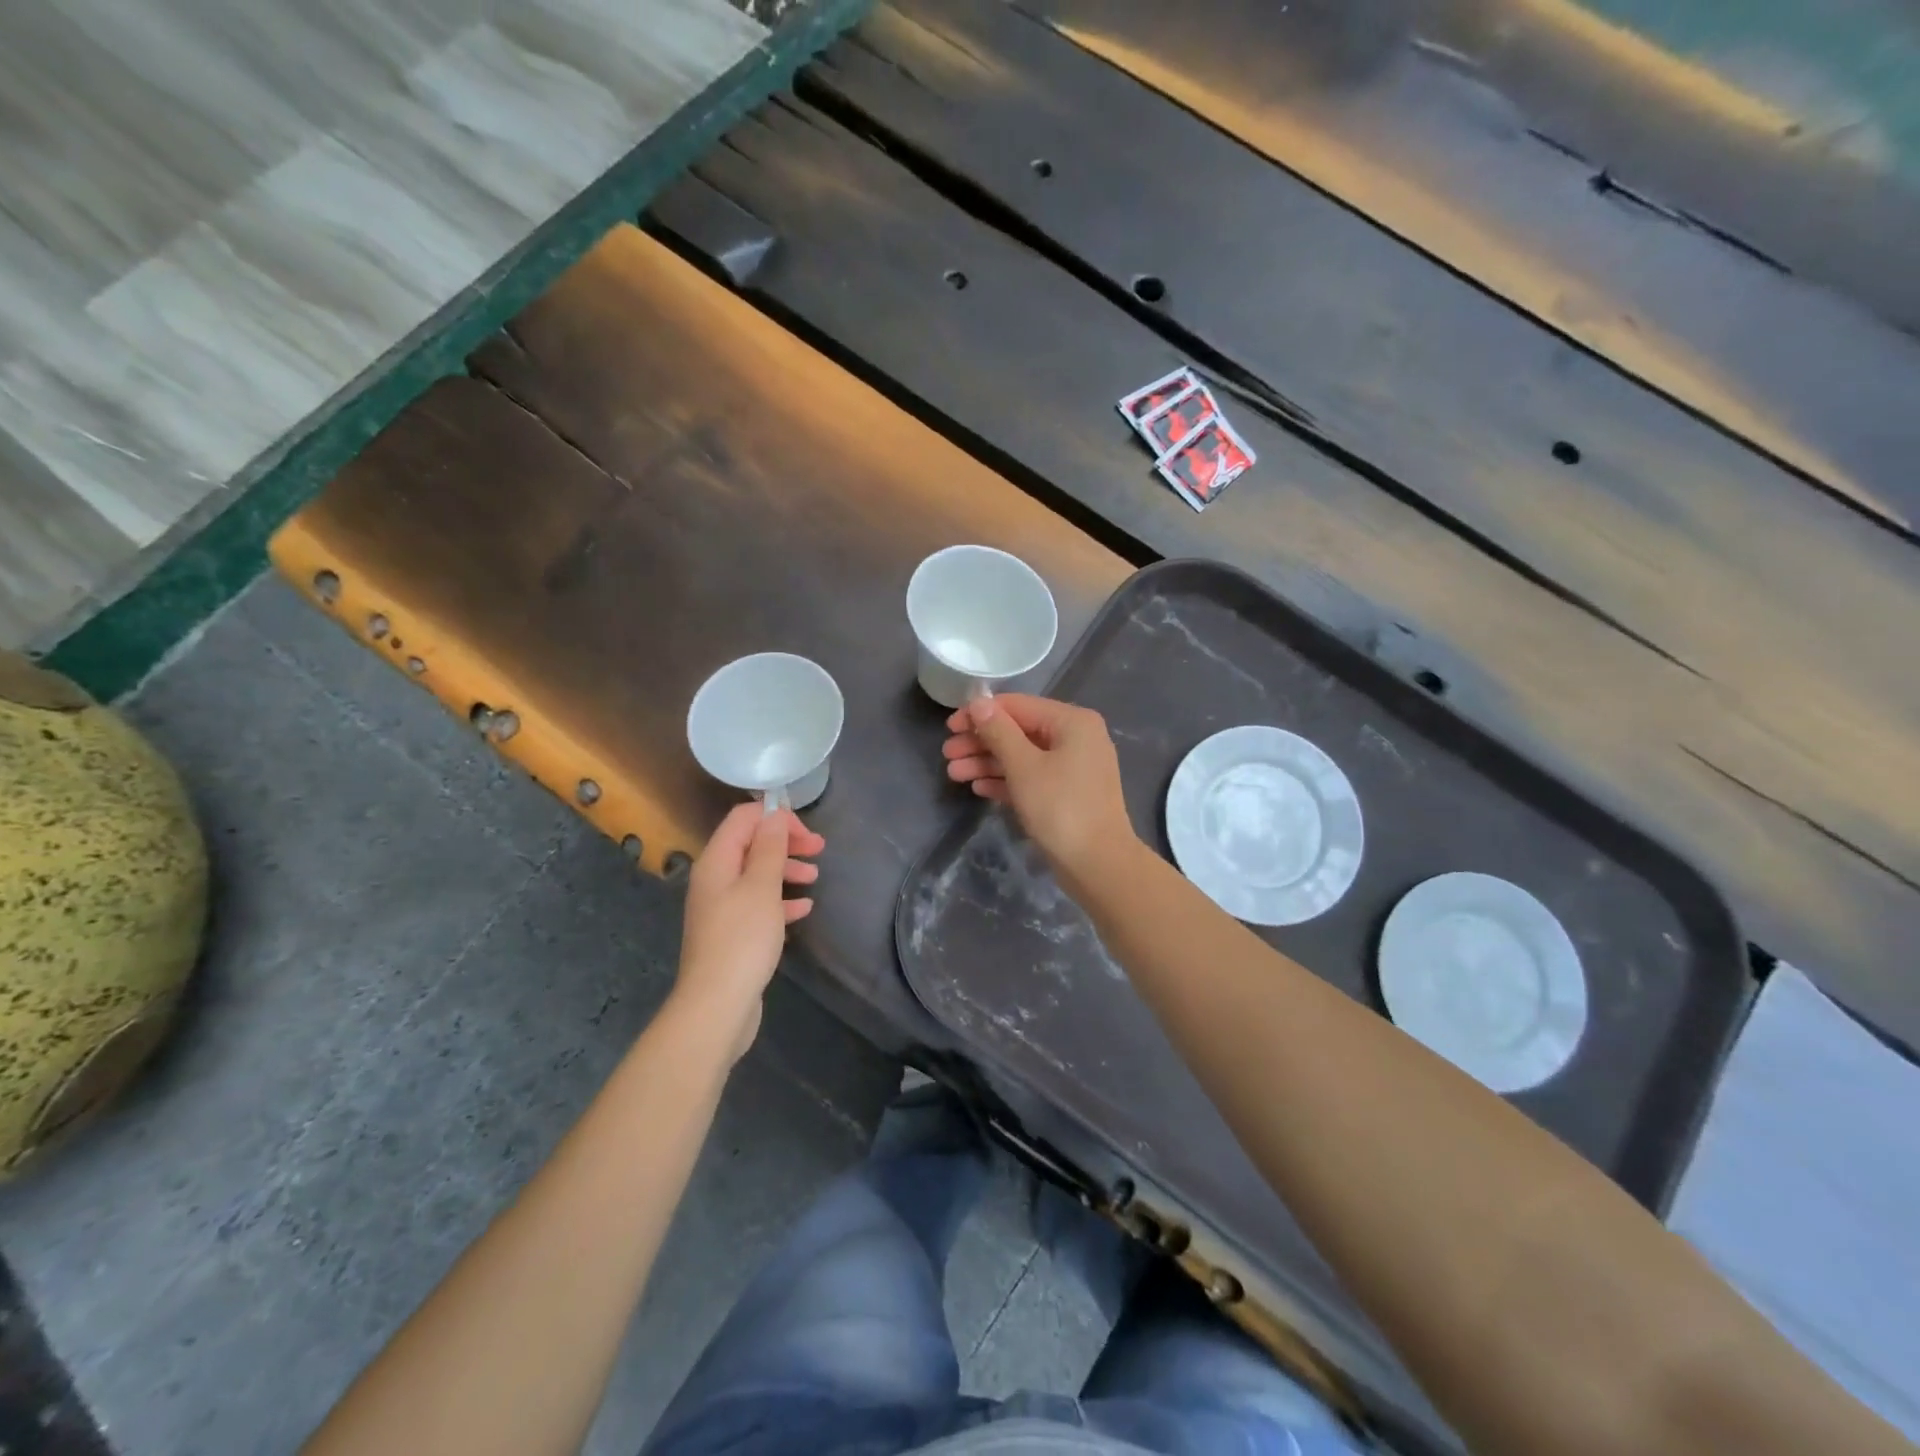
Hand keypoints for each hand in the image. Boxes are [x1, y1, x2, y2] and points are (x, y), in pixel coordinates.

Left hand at [676, 803, 823, 1056]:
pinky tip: (803, 909)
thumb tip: (774, 815)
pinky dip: (780, 900)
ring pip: (757, 875)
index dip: (775, 817)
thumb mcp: (762, 886)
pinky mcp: (732, 934)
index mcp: (716, 861)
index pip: (743, 818)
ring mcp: (721, 908)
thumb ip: (770, 848)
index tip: (806, 831)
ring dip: (786, 870)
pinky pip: (758, 905)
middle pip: (751, 845)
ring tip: (814, 877)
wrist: (717, 1005)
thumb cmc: (742, 939)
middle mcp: (714, 880)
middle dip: (785, 842)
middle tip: (819, 848)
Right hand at [941, 694, 1137, 887]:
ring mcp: (1073, 768)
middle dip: (981, 742)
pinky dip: (1006, 781)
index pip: (1018, 705)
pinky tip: (979, 788)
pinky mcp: (1067, 794)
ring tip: (954, 774)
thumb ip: (999, 731)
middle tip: (947, 754)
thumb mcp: (1024, 766)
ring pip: (1023, 757)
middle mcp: (1076, 738)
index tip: (949, 726)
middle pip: (1019, 731)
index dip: (981, 713)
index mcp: (1072, 722)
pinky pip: (1032, 778)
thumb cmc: (1061, 808)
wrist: (1098, 865)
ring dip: (988, 763)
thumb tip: (978, 702)